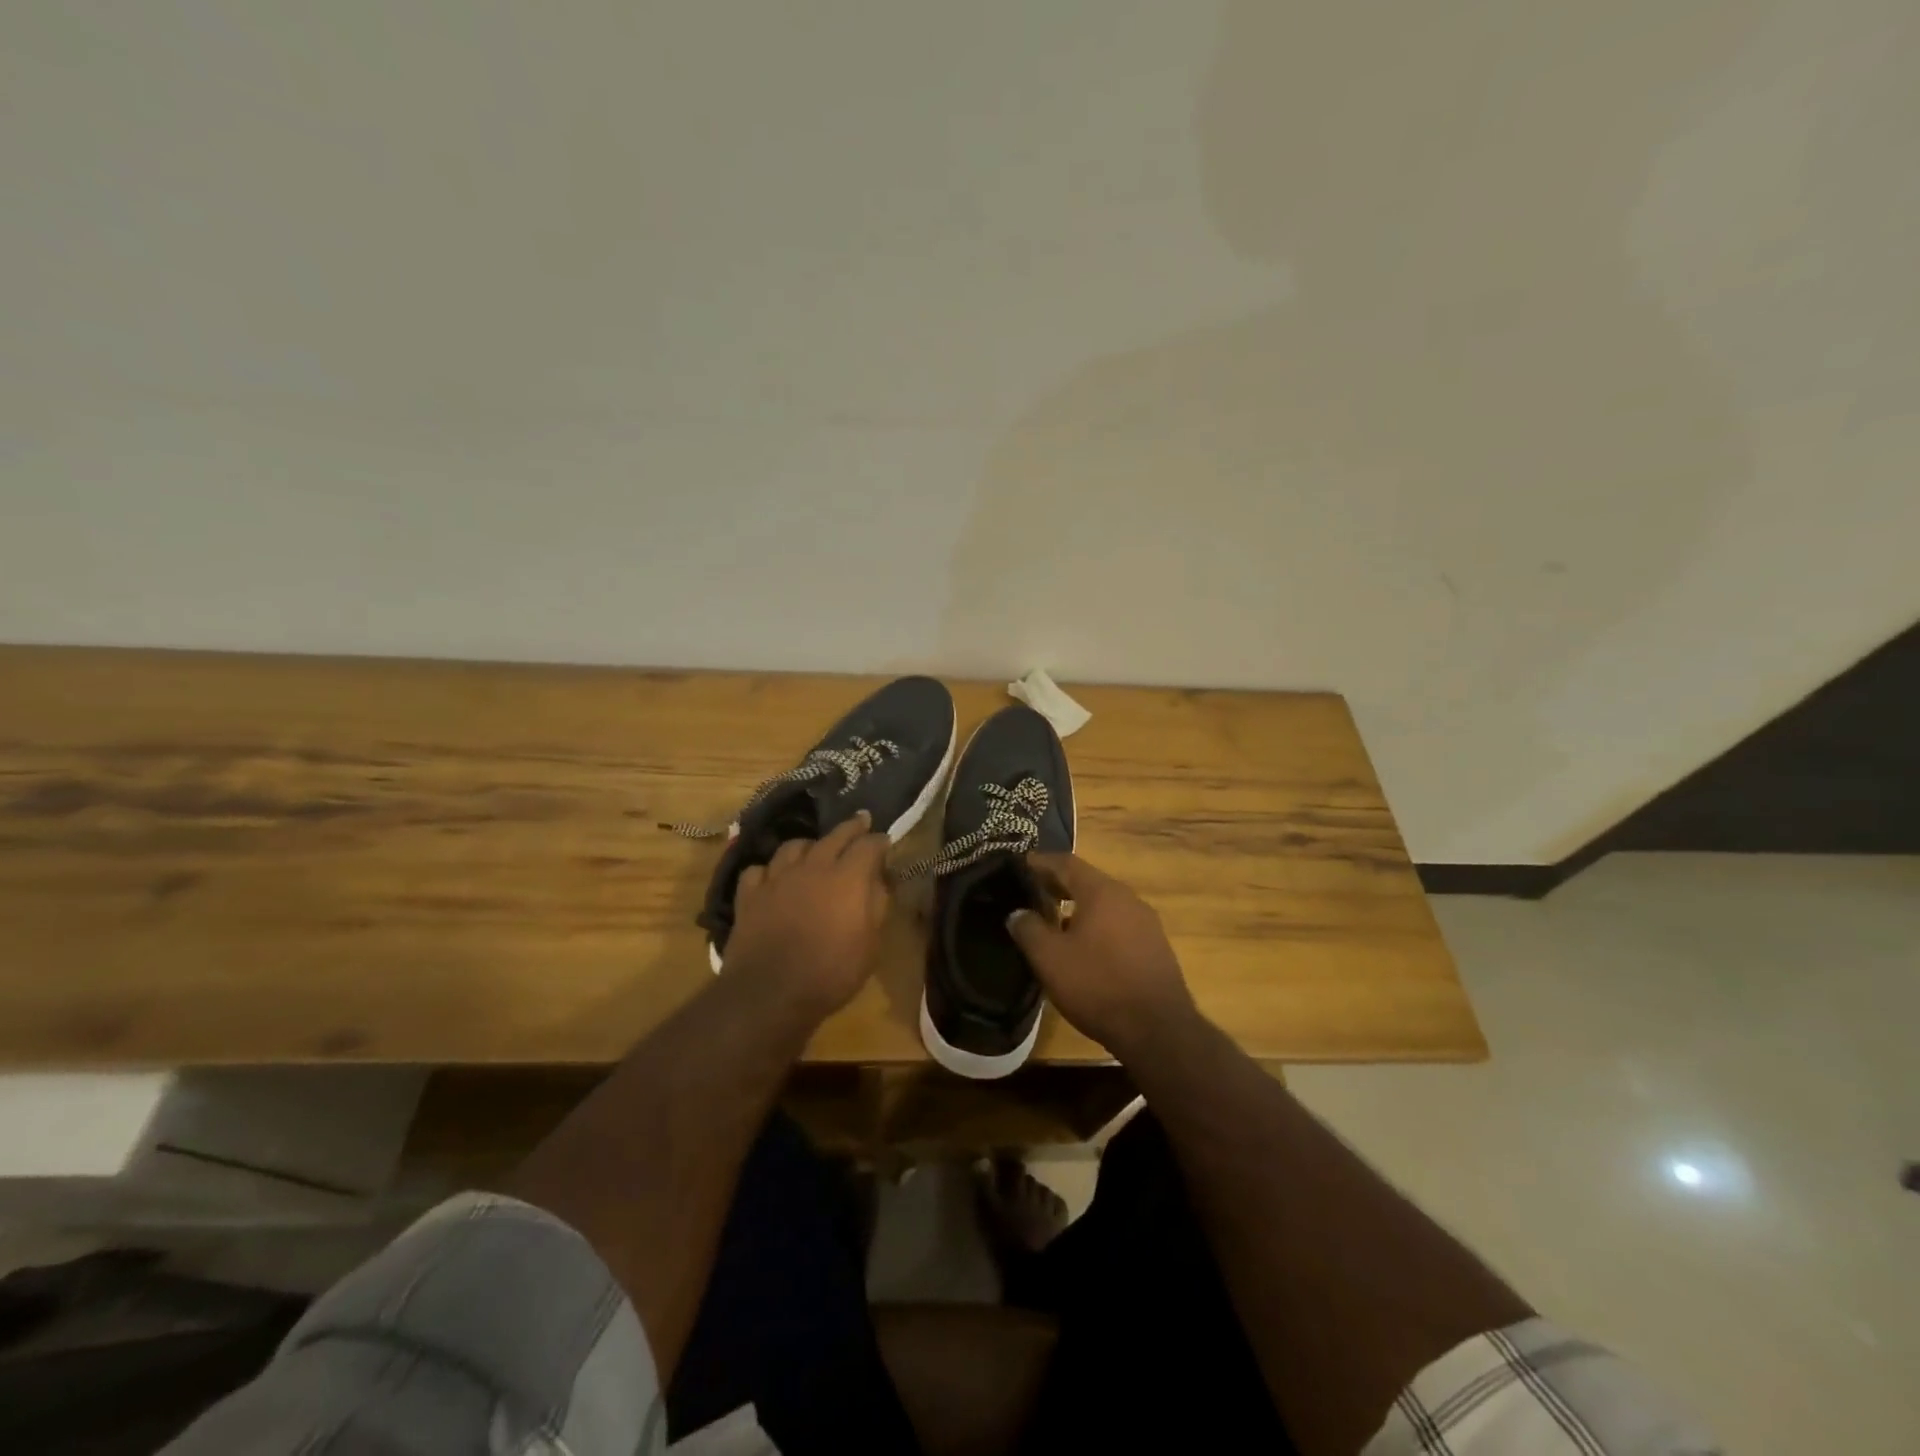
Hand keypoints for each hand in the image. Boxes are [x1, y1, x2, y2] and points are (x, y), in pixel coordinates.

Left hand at [723, 811, 891, 1022]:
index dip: (879, 841)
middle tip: (861, 820)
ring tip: (814, 849)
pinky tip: (773, 878)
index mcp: (848, 877)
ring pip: (794, 846)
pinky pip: (759, 869)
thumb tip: (880, 881)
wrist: (770, 993)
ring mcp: (777, 877)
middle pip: (835, 835)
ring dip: (809, 845)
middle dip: (851, 827)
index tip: (885, 841)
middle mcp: (813, 866)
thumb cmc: (831, 973)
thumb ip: (877, 906)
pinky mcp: (750, 894)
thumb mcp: (870, 945)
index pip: (869, 845)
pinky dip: (770, 871)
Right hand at [1007, 852, 1198, 1059]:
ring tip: (1053, 920)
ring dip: (1078, 907)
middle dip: (1058, 884)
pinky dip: (1096, 925)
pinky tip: (1083, 947)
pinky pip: (1118, 924)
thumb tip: (1017, 913)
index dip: (1041, 862)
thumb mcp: (1050, 958)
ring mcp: (1146, 922)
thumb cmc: (1097, 985)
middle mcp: (1127, 898)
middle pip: (1087, 881)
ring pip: (1104, 904)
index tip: (1020, 865)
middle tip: (1031, 891)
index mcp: (1102, 891)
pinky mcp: (1155, 947)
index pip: (1066, 863)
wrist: (1157, 1030)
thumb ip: (1028, 929)